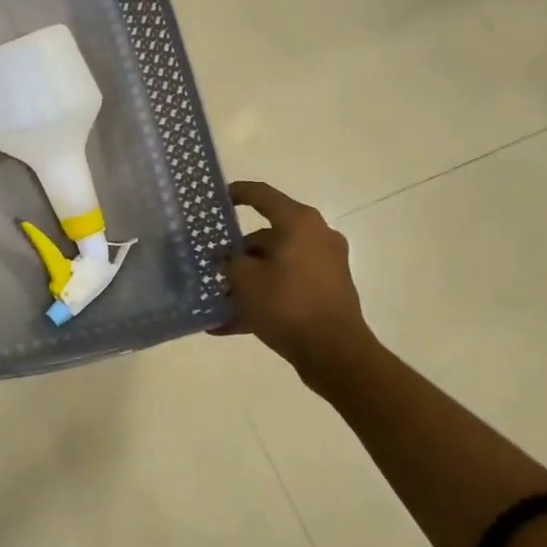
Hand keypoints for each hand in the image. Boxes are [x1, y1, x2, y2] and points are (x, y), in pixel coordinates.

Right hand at [214, 181, 378, 387]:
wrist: (334, 353)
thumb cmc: (286, 304)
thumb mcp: (244, 279)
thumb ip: (230, 261)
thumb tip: (229, 258)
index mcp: (299, 223)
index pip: (262, 195)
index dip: (237, 193)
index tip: (217, 197)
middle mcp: (317, 237)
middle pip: (267, 235)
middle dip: (237, 252)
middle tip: (212, 264)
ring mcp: (325, 266)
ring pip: (275, 264)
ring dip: (247, 279)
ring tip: (218, 299)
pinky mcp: (327, 292)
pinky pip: (286, 287)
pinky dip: (262, 298)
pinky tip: (230, 324)